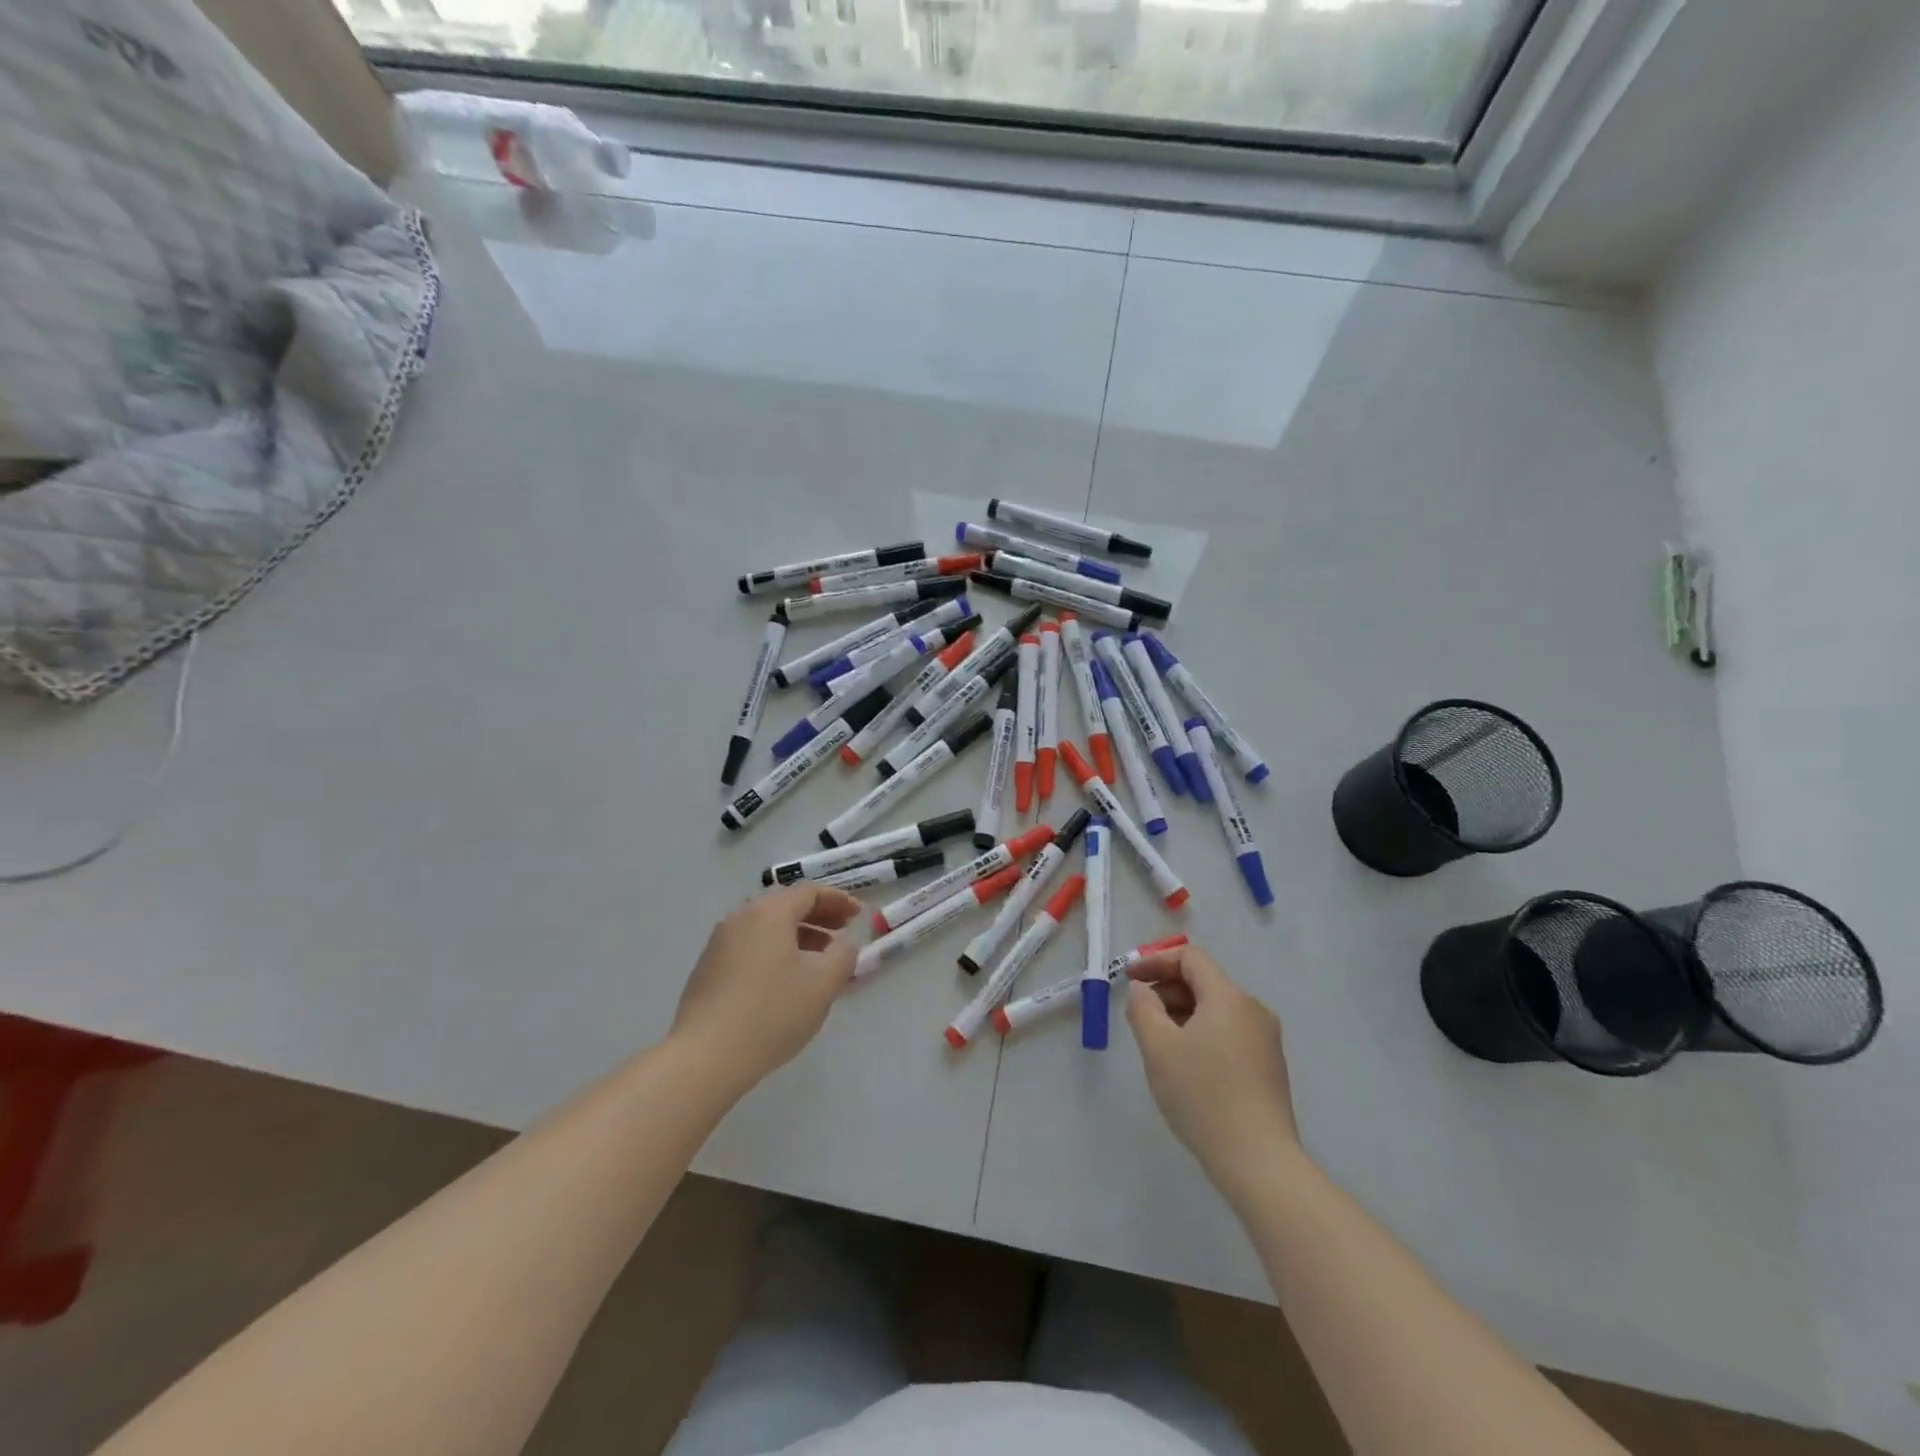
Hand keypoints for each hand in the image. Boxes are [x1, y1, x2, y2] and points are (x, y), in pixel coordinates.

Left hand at [671, 883, 861, 1095]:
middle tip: (843, 932)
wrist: (706, 1056)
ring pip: (767, 928)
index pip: (809, 892)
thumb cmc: (772, 1012)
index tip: (859, 915)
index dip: (838, 900)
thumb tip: (842, 945)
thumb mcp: (823, 983)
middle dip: (819, 916)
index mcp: (769, 912)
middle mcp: (741, 918)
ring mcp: (719, 943)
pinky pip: (751, 947)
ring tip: (820, 961)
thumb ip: (843, 955)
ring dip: (798, 936)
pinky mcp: (708, 969)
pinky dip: (776, 952)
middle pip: (786, 905)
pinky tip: (787, 981)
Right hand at [1126, 945, 1303, 1202]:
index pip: (1190, 958)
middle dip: (1167, 989)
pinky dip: (1201, 1034)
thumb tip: (1143, 990)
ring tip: (1158, 1043)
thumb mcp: (1158, 1047)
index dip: (1155, 961)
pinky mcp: (1268, 1066)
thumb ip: (1143, 1008)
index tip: (1128, 978)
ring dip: (1182, 1014)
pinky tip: (1185, 1065)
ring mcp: (1265, 1039)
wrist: (1258, 1161)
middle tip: (1139, 1015)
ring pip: (1215, 1009)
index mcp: (1229, 997)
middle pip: (1204, 981)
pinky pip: (1228, 1032)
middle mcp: (1253, 1010)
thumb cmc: (1203, 1095)